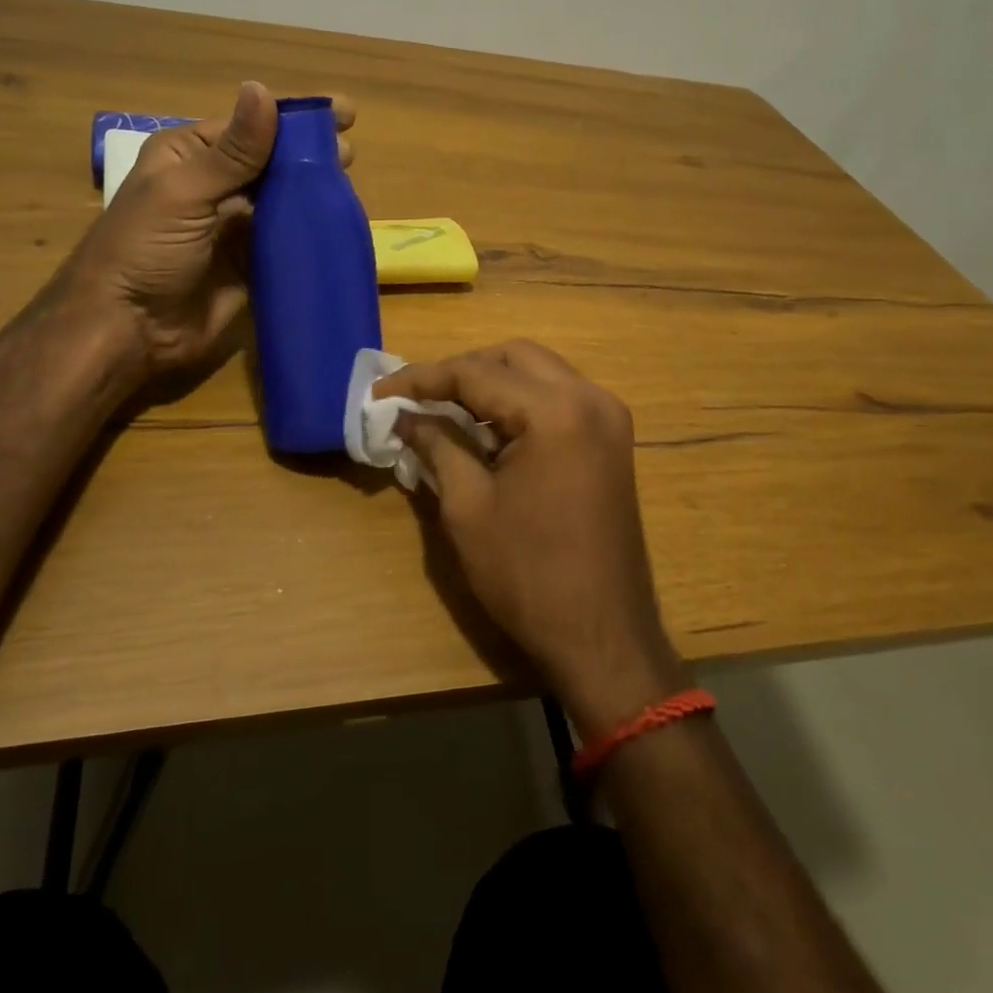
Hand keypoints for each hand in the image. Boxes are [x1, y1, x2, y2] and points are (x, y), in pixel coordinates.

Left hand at [68, 82, 353, 376]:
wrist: (129, 330)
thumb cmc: (144, 251)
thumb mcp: (184, 193)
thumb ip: (232, 151)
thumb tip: (263, 89)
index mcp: (190, 156)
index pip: (251, 126)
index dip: (294, 116)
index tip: (343, 112)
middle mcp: (215, 186)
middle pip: (272, 161)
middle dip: (310, 153)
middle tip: (349, 154)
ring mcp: (235, 227)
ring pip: (284, 200)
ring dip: (315, 191)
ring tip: (350, 185)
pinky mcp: (251, 264)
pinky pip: (287, 241)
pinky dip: (311, 231)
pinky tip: (340, 224)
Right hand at [374, 341, 686, 734]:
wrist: (602, 635)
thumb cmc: (528, 575)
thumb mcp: (468, 507)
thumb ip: (436, 444)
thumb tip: (404, 414)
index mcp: (555, 411)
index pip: (476, 373)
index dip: (422, 378)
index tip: (380, 390)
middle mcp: (590, 397)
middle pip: (513, 357)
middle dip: (461, 371)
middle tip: (418, 400)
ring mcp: (609, 416)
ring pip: (538, 371)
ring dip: (491, 384)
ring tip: (446, 412)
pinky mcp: (612, 439)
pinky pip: (559, 397)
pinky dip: (520, 402)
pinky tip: (489, 431)